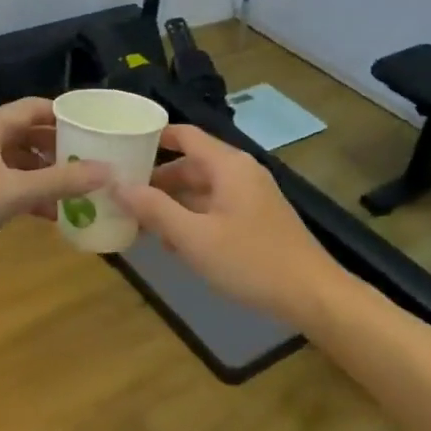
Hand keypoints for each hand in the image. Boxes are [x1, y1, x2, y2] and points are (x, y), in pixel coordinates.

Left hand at [0, 99, 110, 276]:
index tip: (99, 129)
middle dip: (62, 147)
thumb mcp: (13, 193)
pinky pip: (11, 182)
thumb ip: (61, 181)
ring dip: (48, 173)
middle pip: (30, 133)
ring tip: (82, 188)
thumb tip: (109, 171)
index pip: (36, 107)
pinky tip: (54, 213)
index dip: (67, 116)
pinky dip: (32, 192)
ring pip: (21, 160)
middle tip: (96, 161)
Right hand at [115, 125, 345, 331]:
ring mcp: (252, 196)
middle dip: (158, 179)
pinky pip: (217, 207)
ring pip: (203, 189)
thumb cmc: (250, 261)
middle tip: (123, 195)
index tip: (122, 147)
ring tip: (141, 223)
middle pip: (192, 164)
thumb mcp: (194, 238)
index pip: (185, 136)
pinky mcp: (257, 219)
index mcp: (228, 165)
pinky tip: (175, 244)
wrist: (312, 295)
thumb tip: (118, 185)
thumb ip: (155, 210)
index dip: (154, 138)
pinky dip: (194, 218)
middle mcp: (241, 172)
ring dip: (174, 203)